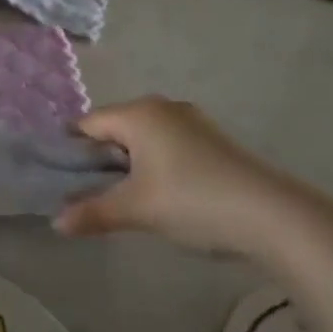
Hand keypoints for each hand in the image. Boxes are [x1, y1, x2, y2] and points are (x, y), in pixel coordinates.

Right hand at [52, 96, 306, 253]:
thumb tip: (56, 224)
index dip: (72, 151)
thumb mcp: (137, 210)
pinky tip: (167, 197)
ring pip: (145, 139)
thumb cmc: (194, 200)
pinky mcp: (215, 141)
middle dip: (102, 160)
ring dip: (132, 166)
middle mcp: (162, 107)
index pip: (88, 124)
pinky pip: (170, 146)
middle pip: (116, 129)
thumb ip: (93, 213)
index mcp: (137, 113)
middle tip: (95, 195)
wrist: (276, 217)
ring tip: (131, 200)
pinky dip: (159, 166)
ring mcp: (193, 122)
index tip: (64, 181)